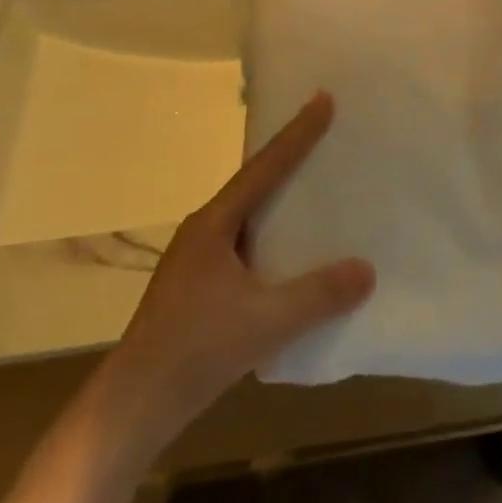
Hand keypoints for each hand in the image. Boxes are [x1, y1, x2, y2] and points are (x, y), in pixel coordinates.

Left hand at [105, 93, 372, 442]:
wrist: (135, 404)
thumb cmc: (196, 349)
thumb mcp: (266, 321)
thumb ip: (319, 294)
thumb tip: (367, 269)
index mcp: (214, 224)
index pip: (264, 168)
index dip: (297, 134)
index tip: (322, 98)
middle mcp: (204, 232)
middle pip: (254, 184)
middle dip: (289, 159)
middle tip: (326, 135)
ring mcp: (199, 260)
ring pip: (249, 217)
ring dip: (281, 201)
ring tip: (319, 190)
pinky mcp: (200, 286)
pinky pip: (247, 245)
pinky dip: (274, 238)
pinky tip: (296, 255)